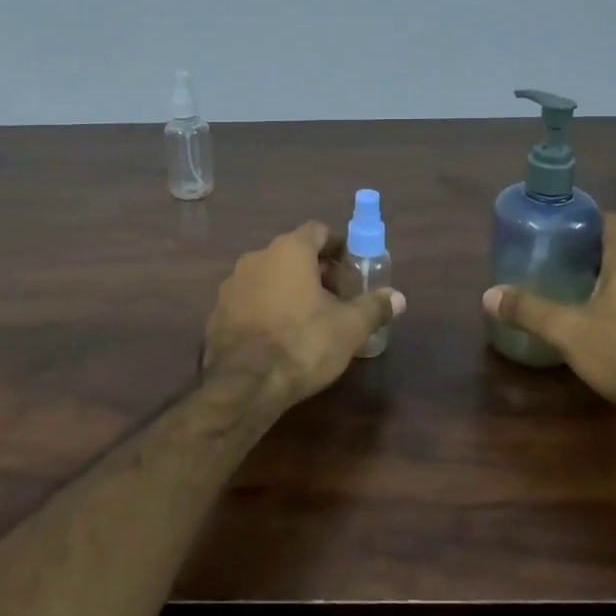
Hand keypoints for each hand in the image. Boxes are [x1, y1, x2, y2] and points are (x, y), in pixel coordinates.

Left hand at [203, 222, 405, 410]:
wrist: (245, 384)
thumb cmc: (304, 343)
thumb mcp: (350, 327)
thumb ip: (374, 307)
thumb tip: (398, 298)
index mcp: (289, 250)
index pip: (317, 231)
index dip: (338, 246)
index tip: (351, 268)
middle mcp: (256, 257)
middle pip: (292, 253)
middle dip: (316, 271)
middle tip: (336, 298)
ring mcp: (231, 285)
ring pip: (268, 277)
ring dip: (289, 290)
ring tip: (309, 319)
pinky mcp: (217, 312)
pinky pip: (249, 301)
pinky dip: (266, 309)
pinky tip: (279, 337)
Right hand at [482, 213, 615, 437]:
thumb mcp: (570, 331)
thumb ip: (530, 311)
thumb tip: (489, 295)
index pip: (612, 221)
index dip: (585, 220)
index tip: (558, 231)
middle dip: (590, 257)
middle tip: (556, 267)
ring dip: (609, 286)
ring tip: (575, 300)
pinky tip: (607, 333)